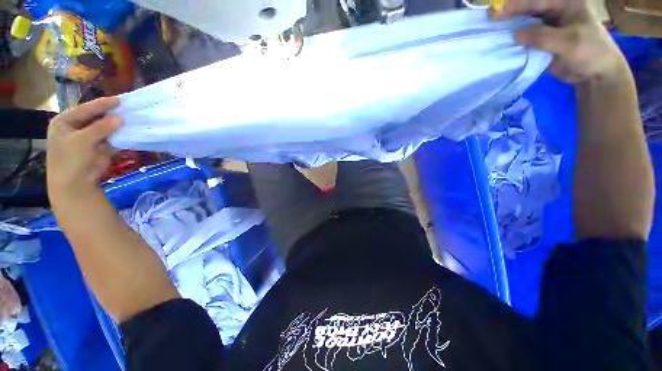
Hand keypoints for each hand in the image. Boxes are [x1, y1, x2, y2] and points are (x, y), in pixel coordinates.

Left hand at [47, 97, 122, 201]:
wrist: (75, 183)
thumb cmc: (71, 159)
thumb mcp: (83, 140)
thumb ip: (101, 127)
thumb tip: (121, 118)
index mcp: (65, 122)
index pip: (85, 109)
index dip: (101, 104)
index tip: (119, 100)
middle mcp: (77, 127)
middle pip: (96, 117)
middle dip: (110, 114)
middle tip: (127, 108)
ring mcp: (89, 138)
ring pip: (105, 128)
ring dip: (117, 124)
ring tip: (131, 117)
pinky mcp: (100, 147)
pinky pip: (112, 138)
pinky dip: (120, 135)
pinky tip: (130, 130)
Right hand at [493, 0, 628, 83]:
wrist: (595, 73)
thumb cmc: (590, 52)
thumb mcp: (570, 42)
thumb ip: (543, 37)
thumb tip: (515, 35)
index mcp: (566, 3)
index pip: (536, 1)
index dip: (516, 5)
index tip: (496, 13)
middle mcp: (555, 10)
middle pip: (528, 8)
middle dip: (509, 14)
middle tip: (490, 20)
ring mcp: (547, 25)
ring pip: (524, 22)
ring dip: (510, 26)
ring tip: (492, 30)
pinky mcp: (542, 39)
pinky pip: (525, 37)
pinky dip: (514, 39)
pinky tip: (503, 41)